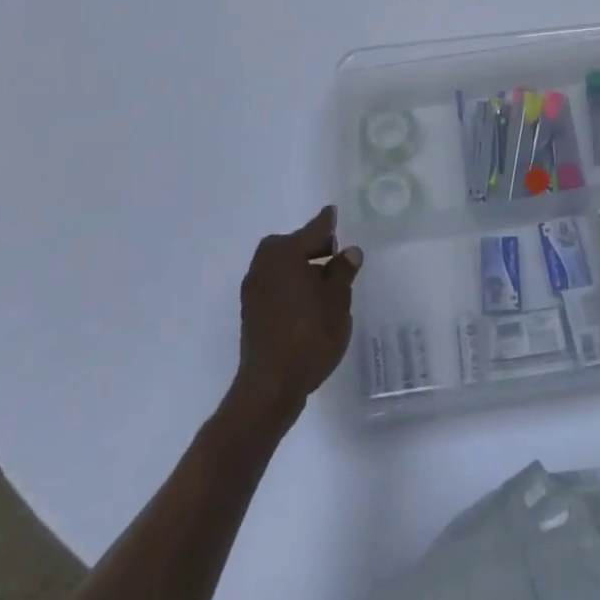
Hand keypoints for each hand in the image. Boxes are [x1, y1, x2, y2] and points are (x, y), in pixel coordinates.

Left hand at [232, 205, 361, 420]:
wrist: (270, 387)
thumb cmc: (309, 334)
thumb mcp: (337, 299)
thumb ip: (343, 271)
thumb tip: (348, 252)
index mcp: (284, 252)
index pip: (314, 229)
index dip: (328, 223)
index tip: (334, 212)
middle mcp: (264, 263)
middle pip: (295, 246)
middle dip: (314, 248)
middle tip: (336, 255)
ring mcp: (254, 289)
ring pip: (284, 267)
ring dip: (302, 270)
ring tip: (326, 284)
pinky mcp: (251, 313)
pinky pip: (277, 287)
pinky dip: (292, 287)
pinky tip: (309, 303)